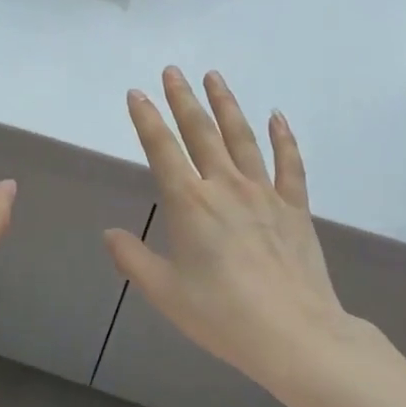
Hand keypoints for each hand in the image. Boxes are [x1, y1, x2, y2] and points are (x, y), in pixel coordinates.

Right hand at [106, 67, 359, 395]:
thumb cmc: (222, 316)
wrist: (295, 335)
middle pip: (201, 132)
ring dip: (226, 105)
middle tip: (172, 71)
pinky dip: (283, 137)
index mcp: (189, 204)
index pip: (162, 150)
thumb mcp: (165, 293)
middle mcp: (225, 187)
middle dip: (183, 99)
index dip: (147, 120)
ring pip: (242, 137)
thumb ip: (133, 259)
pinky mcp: (295, 207)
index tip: (136, 94)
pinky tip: (277, 116)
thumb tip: (110, 233)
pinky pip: (289, 164)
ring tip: (214, 77)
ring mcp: (264, 193)